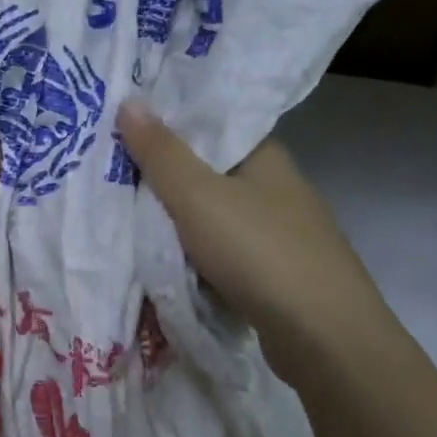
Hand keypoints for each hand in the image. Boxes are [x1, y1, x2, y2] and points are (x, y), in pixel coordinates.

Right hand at [116, 100, 401, 385]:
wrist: (323, 337)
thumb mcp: (196, 195)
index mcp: (265, 155)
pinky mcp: (278, 273)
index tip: (124, 128)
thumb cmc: (258, 251)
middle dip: (165, 177)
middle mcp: (277, 187)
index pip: (212, 125)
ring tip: (128, 217)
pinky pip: (224, 251)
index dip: (169, 124)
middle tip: (113, 174)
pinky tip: (166, 260)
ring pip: (215, 215)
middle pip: (209, 172)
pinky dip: (196, 254)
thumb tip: (129, 100)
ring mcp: (281, 233)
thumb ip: (160, 152)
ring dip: (179, 220)